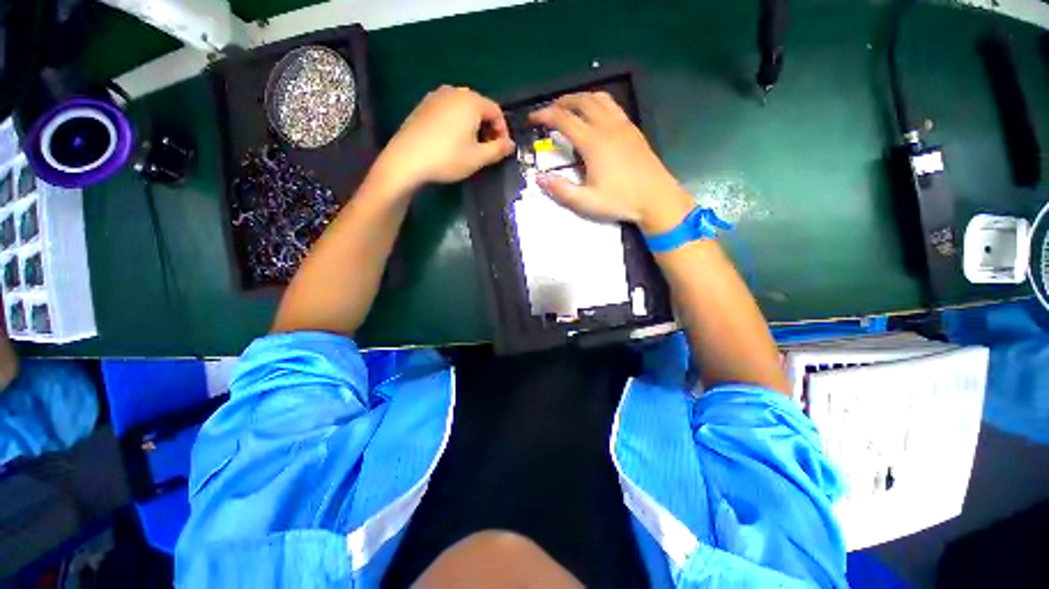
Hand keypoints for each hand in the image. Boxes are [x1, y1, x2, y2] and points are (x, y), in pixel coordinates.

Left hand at [375, 86, 514, 192]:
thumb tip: (511, 145)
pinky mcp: (423, 106)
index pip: (496, 111)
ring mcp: (436, 96)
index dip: (503, 131)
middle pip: (479, 107)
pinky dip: (457, 123)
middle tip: (488, 149)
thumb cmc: (448, 158)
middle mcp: (454, 92)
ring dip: (473, 126)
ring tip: (471, 147)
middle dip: (488, 128)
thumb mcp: (478, 158)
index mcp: (471, 101)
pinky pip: (448, 111)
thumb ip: (498, 150)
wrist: (407, 160)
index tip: (502, 150)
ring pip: (463, 109)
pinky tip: (452, 141)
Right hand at [529, 92, 693, 234]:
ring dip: (581, 98)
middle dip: (561, 102)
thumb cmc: (620, 201)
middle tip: (549, 111)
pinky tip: (596, 116)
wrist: (656, 198)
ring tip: (570, 108)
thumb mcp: (586, 202)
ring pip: (599, 98)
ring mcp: (623, 126)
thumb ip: (561, 190)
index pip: (564, 119)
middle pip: (581, 101)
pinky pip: (613, 106)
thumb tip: (539, 179)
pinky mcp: (633, 130)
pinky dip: (598, 103)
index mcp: (593, 143)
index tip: (533, 118)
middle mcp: (607, 127)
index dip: (545, 115)